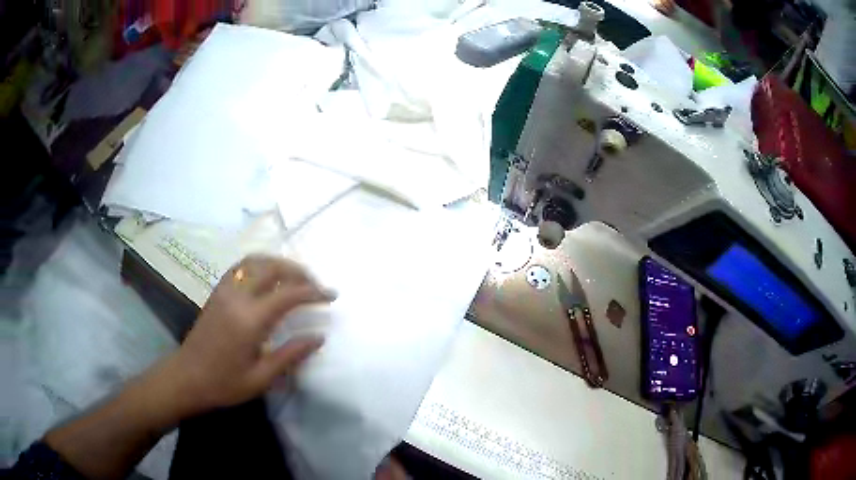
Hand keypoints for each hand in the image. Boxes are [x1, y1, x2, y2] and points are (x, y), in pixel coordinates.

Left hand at [155, 254, 334, 418]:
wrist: (186, 378)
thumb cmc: (224, 383)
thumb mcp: (261, 378)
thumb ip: (290, 355)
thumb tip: (318, 337)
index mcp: (249, 320)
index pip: (288, 294)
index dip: (313, 291)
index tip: (331, 295)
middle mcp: (237, 297)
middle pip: (272, 268)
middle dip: (298, 271)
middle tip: (315, 285)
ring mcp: (224, 291)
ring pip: (255, 261)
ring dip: (278, 263)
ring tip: (295, 277)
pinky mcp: (216, 292)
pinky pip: (241, 267)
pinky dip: (260, 265)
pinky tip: (267, 278)